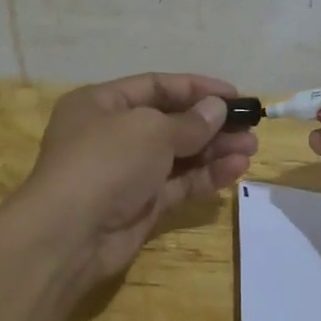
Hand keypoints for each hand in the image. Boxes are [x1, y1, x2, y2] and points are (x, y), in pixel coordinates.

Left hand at [16, 72, 257, 287]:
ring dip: (214, 150)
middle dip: (211, 124)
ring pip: (178, 155)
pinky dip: (206, 176)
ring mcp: (126, 172)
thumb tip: (217, 110)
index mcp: (101, 103)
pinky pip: (178, 184)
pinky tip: (236, 169)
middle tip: (250, 127)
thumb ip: (189, 122)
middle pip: (170, 122)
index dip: (196, 88)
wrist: (70, 234)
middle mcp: (112, 134)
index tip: (235, 95)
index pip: (156, 86)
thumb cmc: (106, 162)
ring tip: (251, 148)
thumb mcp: (150, 130)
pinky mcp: (141, 205)